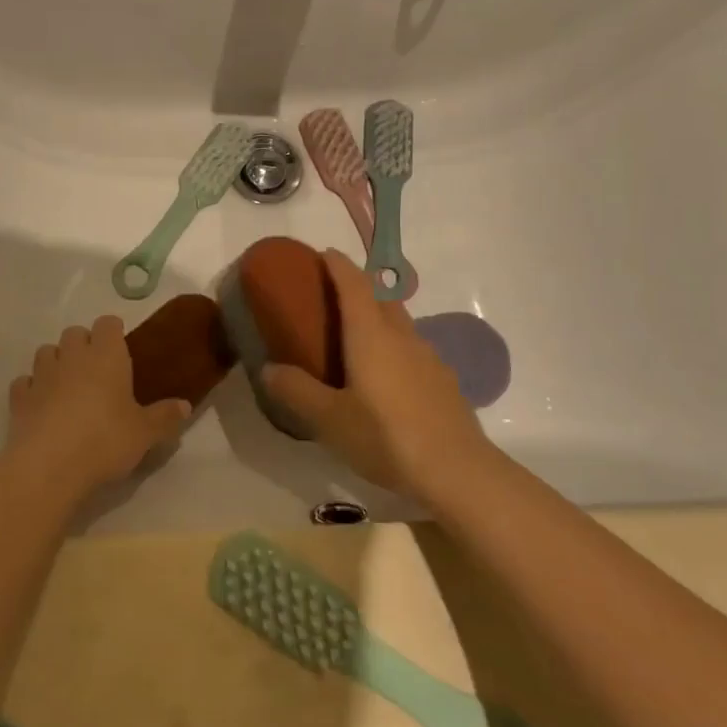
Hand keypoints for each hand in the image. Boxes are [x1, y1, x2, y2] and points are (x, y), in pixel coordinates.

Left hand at [6, 317, 190, 496]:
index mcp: (106, 356)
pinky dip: (32, 388)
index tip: (121, 348)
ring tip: (68, 385)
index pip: (108, 324)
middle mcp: (73, 356)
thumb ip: (165, 417)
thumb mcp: (145, 433)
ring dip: (56, 361)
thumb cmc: (105, 440)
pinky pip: (25, 382)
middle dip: (84, 344)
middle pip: (74, 332)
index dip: (114, 332)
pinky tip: (41, 405)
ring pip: (46, 351)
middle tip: (98, 371)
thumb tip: (185, 405)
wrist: (49, 466)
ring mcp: (42, 375)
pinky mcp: (19, 398)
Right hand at [263, 249, 498, 503]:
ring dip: (377, 317)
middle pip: (381, 297)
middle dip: (358, 286)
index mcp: (371, 336)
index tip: (322, 254)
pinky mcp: (443, 381)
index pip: (354, 284)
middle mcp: (402, 336)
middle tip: (331, 295)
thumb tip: (269, 369)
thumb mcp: (329, 419)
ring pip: (399, 323)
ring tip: (354, 339)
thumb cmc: (386, 438)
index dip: (338, 265)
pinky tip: (384, 378)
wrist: (457, 472)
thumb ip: (296, 391)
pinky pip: (412, 349)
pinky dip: (393, 346)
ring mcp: (428, 358)